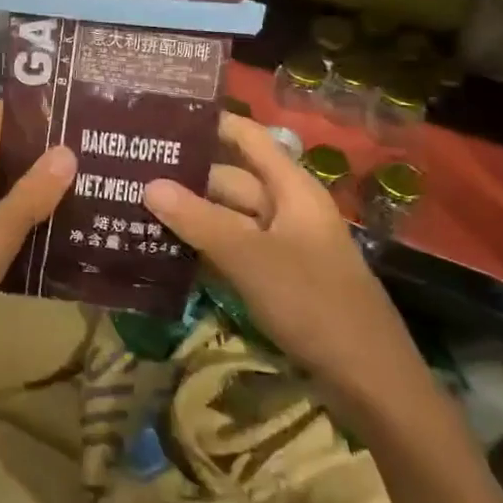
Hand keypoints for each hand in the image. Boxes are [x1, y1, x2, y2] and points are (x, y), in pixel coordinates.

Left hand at [0, 101, 75, 370]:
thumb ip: (30, 194)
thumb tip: (67, 149)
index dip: (26, 104)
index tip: (70, 103)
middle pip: (4, 148)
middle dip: (44, 145)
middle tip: (94, 146)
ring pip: (6, 184)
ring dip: (40, 181)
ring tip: (89, 183)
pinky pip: (2, 216)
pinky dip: (29, 215)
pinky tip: (61, 229)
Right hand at [145, 114, 430, 411]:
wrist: (371, 383)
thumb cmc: (315, 304)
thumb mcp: (250, 258)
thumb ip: (198, 220)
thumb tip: (148, 184)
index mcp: (292, 189)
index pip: (247, 138)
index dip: (210, 124)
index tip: (161, 118)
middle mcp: (286, 209)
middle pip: (230, 179)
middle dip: (185, 176)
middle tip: (130, 172)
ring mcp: (282, 245)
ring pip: (227, 217)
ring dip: (189, 213)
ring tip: (135, 206)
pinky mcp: (275, 278)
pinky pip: (231, 249)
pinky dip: (202, 246)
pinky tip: (163, 250)